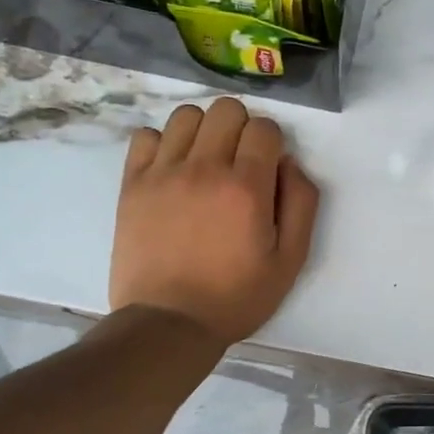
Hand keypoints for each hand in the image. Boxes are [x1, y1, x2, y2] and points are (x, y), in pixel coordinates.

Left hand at [112, 98, 320, 346]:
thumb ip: (301, 204)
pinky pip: (145, 136)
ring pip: (185, 115)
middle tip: (239, 162)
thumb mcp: (290, 261)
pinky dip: (162, 144)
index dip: (272, 142)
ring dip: (203, 130)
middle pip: (226, 110)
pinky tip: (171, 170)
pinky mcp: (133, 184)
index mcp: (246, 187)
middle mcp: (204, 169)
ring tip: (204, 161)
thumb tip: (289, 163)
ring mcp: (163, 173)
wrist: (169, 323)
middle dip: (241, 128)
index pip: (264, 127)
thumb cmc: (236, 297)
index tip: (268, 168)